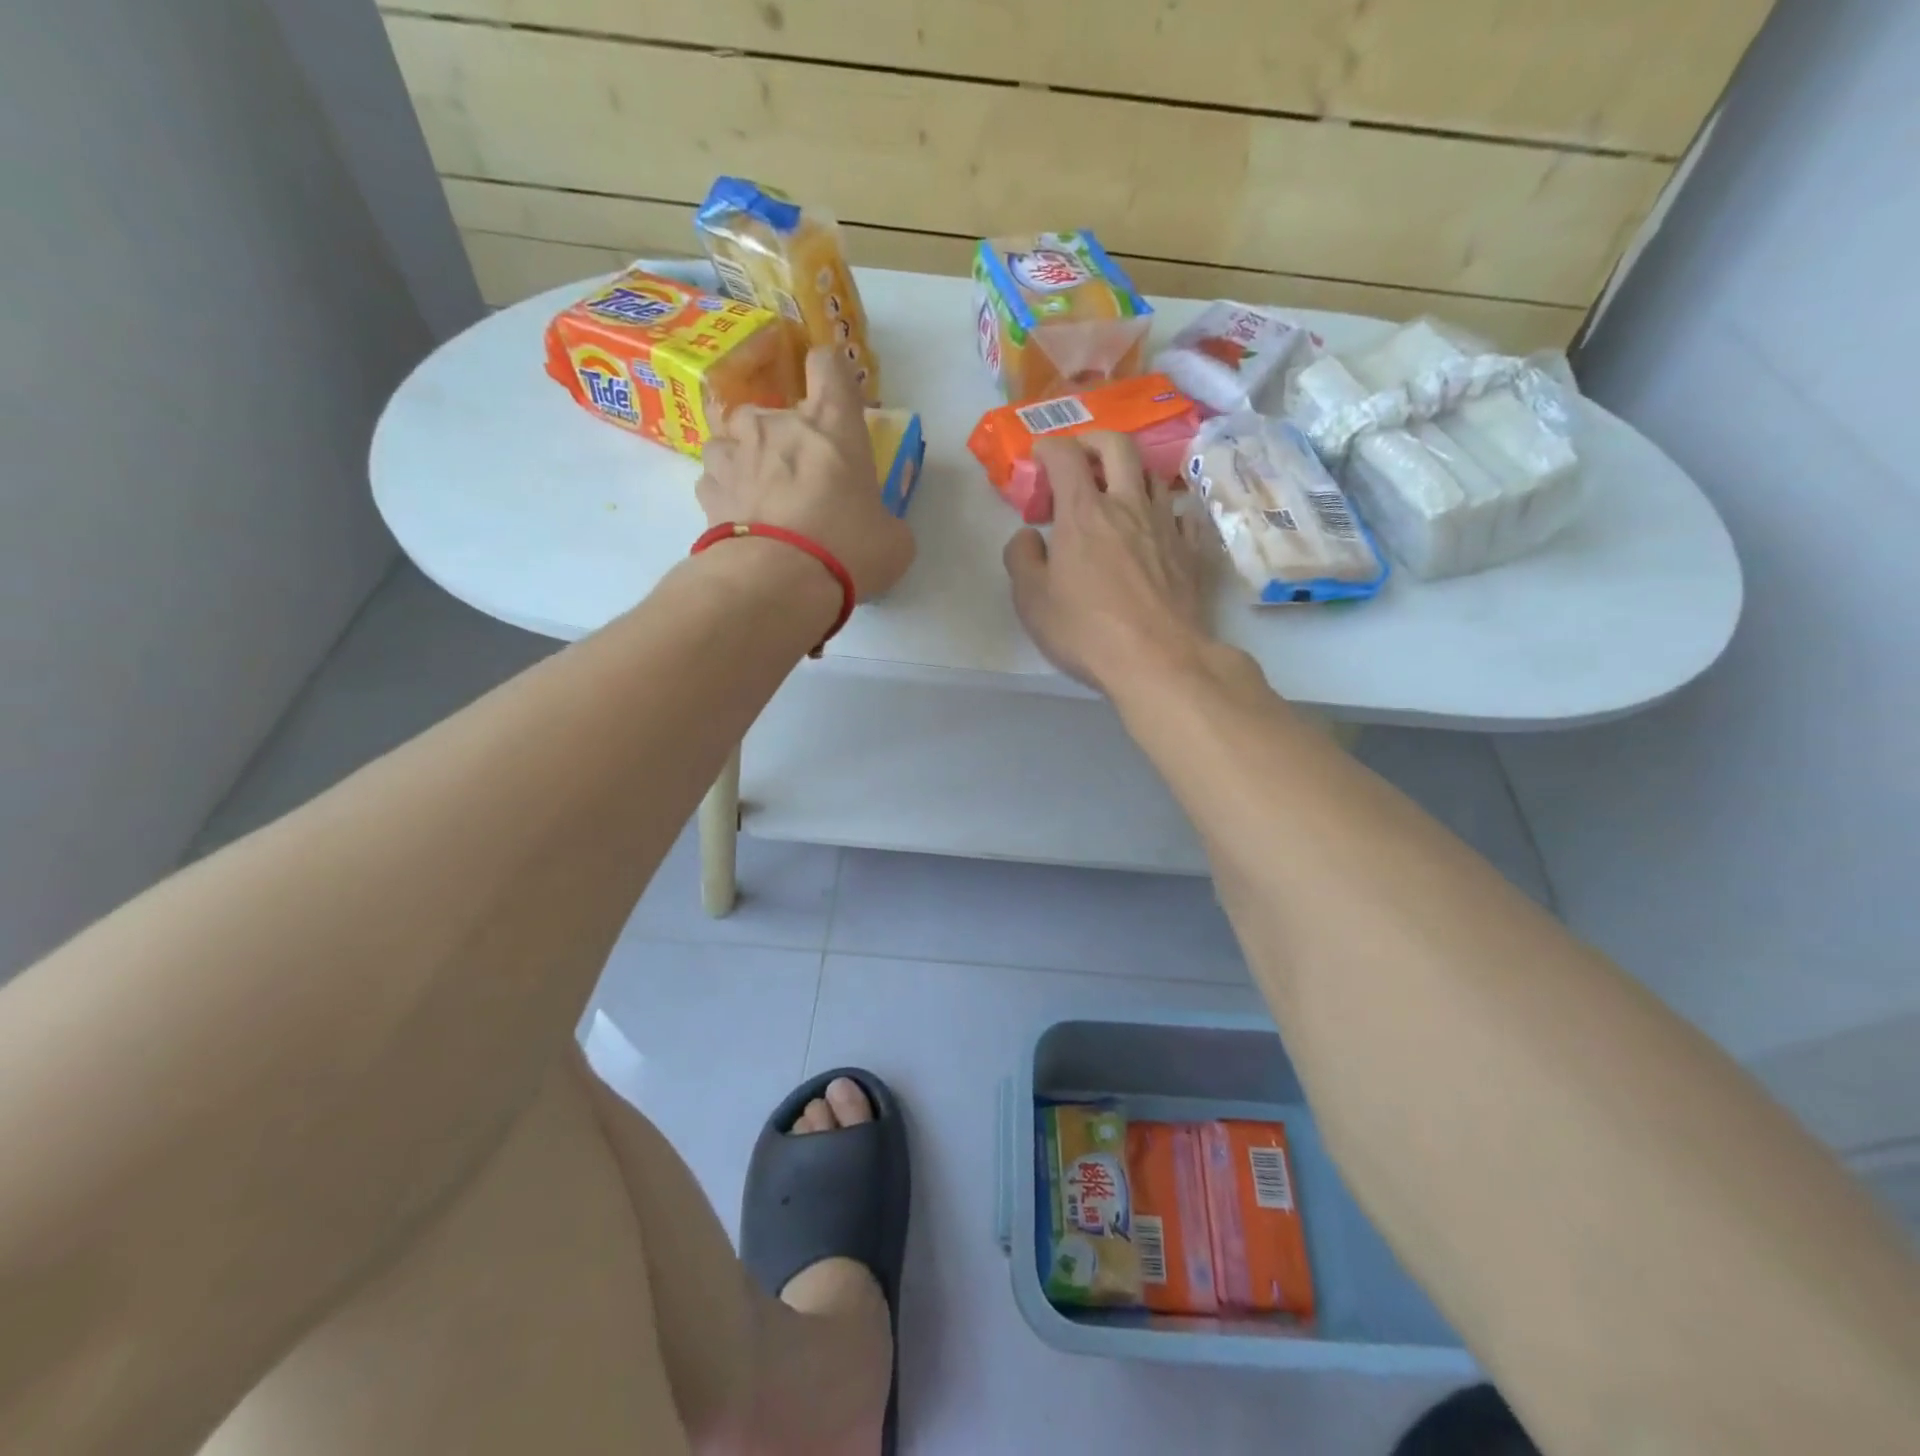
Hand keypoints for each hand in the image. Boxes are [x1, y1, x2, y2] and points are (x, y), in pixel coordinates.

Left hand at [697, 348, 914, 599]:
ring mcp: (736, 454)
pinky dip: (725, 493)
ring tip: (758, 492)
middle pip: (772, 407)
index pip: (828, 365)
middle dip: (781, 435)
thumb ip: (885, 521)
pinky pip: (715, 479)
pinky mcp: (707, 490)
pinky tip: (739, 519)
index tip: (833, 399)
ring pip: (731, 438)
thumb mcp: (893, 540)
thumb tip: (877, 527)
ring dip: (744, 457)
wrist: (778, 582)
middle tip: (797, 474)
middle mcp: (777, 426)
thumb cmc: (847, 549)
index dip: (830, 374)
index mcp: (831, 425)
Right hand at [1003, 432, 1212, 693]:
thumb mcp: (1031, 601)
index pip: (1065, 456)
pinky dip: (1164, 510)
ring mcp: (1165, 525)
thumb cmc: (1085, 630)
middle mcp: (1128, 505)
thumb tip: (1028, 536)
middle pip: (1118, 446)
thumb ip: (1021, 559)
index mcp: (1083, 512)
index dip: (1049, 448)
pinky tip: (1157, 527)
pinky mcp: (1191, 550)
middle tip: (1081, 458)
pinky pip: (1181, 512)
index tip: (1040, 458)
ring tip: (1117, 496)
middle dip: (1094, 441)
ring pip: (1152, 476)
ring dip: (1130, 475)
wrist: (1158, 660)